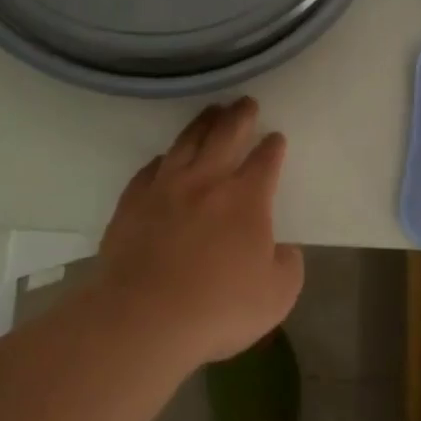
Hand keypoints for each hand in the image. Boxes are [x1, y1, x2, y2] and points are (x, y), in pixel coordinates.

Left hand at [96, 98, 304, 366]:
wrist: (144, 317)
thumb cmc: (218, 308)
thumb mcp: (276, 296)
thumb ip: (287, 266)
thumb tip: (283, 250)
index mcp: (245, 199)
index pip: (265, 161)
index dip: (273, 147)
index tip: (276, 137)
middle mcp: (206, 181)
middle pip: (225, 135)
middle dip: (239, 116)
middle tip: (245, 102)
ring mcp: (165, 187)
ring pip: (187, 142)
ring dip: (203, 123)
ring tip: (211, 111)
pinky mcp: (133, 202)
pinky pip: (152, 168)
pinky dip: (165, 158)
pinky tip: (167, 157)